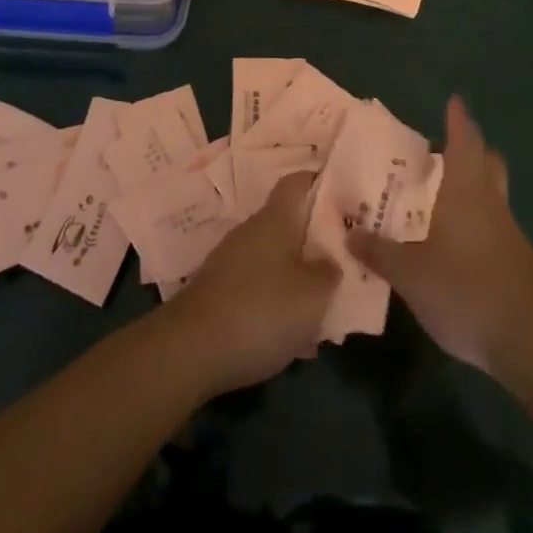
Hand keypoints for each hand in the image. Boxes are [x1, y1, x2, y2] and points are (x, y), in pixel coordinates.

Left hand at [169, 172, 338, 395]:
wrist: (190, 350)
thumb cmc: (262, 309)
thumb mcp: (313, 294)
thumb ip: (328, 271)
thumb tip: (329, 260)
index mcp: (275, 219)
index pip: (296, 182)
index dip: (318, 182)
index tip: (342, 195)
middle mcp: (251, 232)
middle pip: (288, 225)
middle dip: (314, 243)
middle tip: (342, 264)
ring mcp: (230, 262)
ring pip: (274, 262)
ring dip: (297, 281)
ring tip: (322, 312)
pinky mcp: (218, 293)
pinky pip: (258, 290)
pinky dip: (276, 306)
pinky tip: (292, 341)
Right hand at [348, 97, 532, 376]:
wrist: (532, 342)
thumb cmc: (467, 291)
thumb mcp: (411, 275)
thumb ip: (380, 253)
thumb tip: (350, 232)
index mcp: (467, 192)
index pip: (465, 142)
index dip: (458, 120)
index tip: (455, 101)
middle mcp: (491, 204)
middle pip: (488, 163)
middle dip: (471, 151)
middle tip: (444, 150)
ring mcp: (508, 235)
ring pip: (492, 196)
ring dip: (472, 189)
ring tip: (439, 199)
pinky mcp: (517, 264)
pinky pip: (493, 228)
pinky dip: (475, 224)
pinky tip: (454, 246)